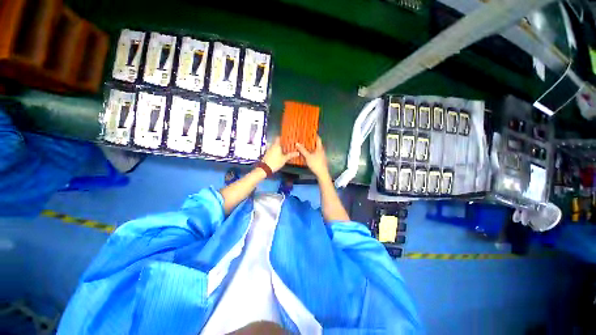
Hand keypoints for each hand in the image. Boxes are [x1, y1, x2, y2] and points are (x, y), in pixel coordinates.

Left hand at [261, 137, 298, 172]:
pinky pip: (273, 150)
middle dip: (282, 143)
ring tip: (285, 149)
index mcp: (276, 145)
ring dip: (279, 147)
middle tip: (288, 144)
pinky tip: (279, 154)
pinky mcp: (267, 154)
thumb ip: (290, 155)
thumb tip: (297, 153)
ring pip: (275, 146)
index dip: (283, 137)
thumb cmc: (275, 162)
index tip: (287, 138)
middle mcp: (272, 146)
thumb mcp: (284, 159)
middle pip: (277, 142)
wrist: (265, 168)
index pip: (278, 138)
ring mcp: (269, 150)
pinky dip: (276, 151)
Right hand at [296, 136, 329, 179]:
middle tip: (305, 138)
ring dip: (311, 147)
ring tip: (305, 145)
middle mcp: (321, 151)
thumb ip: (302, 150)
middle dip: (311, 141)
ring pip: (316, 149)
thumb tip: (297, 143)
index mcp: (319, 148)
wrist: (322, 173)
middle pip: (317, 144)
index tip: (310, 132)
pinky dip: (311, 152)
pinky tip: (307, 154)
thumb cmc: (316, 164)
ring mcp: (321, 155)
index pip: (318, 139)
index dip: (314, 135)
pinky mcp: (320, 160)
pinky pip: (315, 153)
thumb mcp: (308, 157)